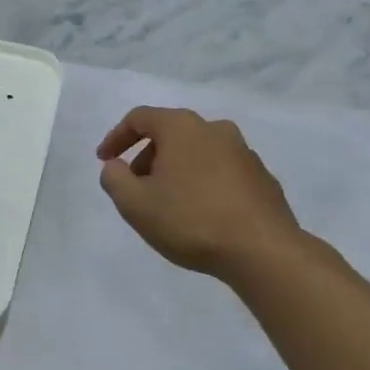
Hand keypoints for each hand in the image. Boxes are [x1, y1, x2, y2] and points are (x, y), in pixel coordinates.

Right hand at [96, 107, 302, 277]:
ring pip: (197, 152)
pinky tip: (201, 215)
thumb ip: (114, 179)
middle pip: (170, 133)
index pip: (139, 118)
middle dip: (147, 157)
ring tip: (168, 204)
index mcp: (182, 126)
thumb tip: (116, 166)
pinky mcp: (263, 178)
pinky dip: (204, 184)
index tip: (104, 161)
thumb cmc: (191, 220)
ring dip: (176, 171)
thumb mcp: (135, 204)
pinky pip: (221, 172)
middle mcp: (214, 129)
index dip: (116, 137)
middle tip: (136, 187)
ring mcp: (243, 152)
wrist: (264, 252)